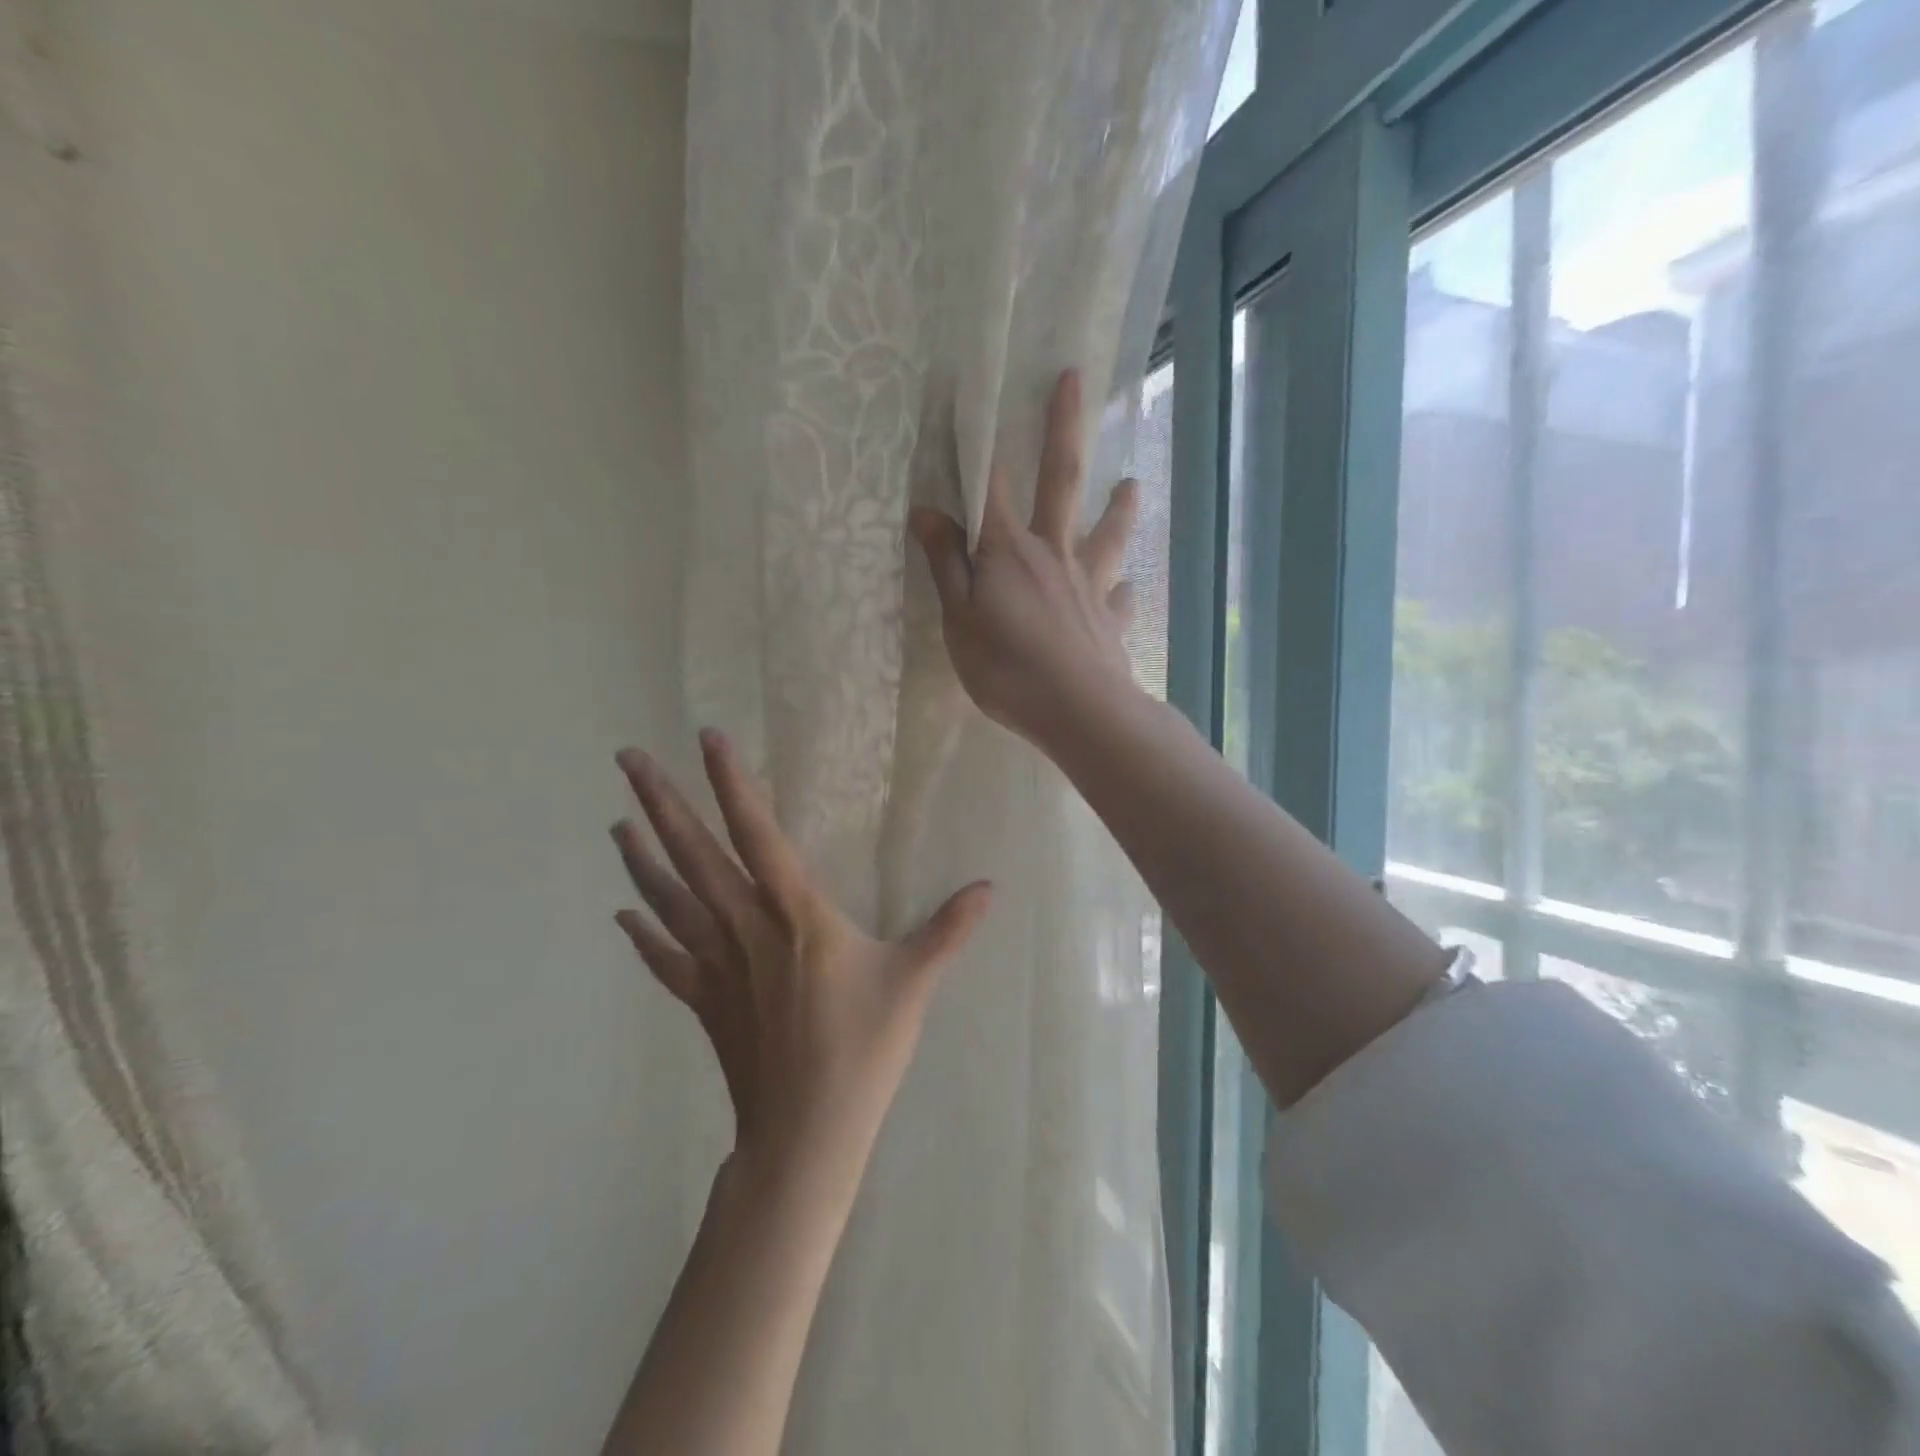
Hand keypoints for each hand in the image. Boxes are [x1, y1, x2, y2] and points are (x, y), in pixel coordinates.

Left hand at [612, 731, 991, 1191]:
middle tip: (627, 758)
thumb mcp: (913, 983)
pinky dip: (643, 932)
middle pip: (695, 855)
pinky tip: (624, 911)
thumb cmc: (862, 1051)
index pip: (758, 834)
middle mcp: (746, 929)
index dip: (732, 784)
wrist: (805, 1134)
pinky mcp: (703, 1001)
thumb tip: (990, 888)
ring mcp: (717, 966)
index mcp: (796, 915)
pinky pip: (665, 958)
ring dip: (642, 857)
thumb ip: (948, 930)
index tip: (707, 738)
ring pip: (670, 899)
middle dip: (662, 802)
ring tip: (618, 820)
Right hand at [909, 369, 1142, 750]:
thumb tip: (927, 511)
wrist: (1077, 710)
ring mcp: (1089, 586)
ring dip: (1119, 508)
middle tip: (1075, 379)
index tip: (974, 393)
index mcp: (1009, 551)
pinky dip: (1123, 592)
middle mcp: (1054, 554)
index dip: (980, 440)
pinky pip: (1119, 599)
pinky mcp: (1110, 621)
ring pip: (1106, 536)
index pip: (991, 484)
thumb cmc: (1006, 667)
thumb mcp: (958, 619)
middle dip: (1063, 427)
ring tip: (1133, 486)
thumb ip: (946, 564)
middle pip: (1062, 481)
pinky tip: (1128, 590)